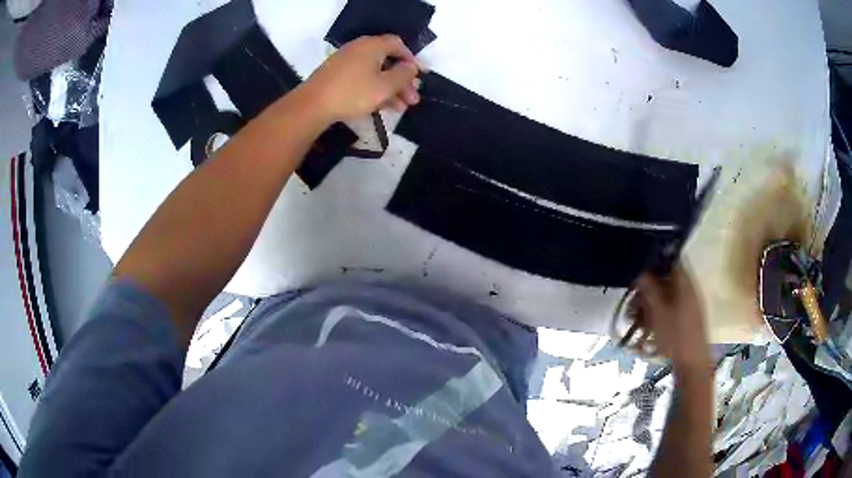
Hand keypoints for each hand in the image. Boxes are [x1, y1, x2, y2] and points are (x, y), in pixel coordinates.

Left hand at [303, 35, 421, 122]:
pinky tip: (381, 107)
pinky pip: (362, 78)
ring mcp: (346, 62)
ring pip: (375, 72)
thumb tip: (411, 67)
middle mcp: (359, 49)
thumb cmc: (353, 93)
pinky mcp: (336, 75)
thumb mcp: (385, 86)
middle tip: (412, 99)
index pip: (398, 44)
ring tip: (400, 109)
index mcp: (373, 46)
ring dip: (390, 89)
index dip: (411, 59)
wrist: (312, 105)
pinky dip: (374, 90)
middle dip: (402, 81)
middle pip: (387, 61)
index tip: (418, 76)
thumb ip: (403, 75)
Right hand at [634, 264, 710, 372]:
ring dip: (649, 303)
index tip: (639, 269)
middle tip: (632, 300)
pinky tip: (645, 326)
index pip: (671, 260)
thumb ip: (649, 290)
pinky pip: (669, 309)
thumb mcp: (658, 313)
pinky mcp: (686, 319)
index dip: (655, 261)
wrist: (692, 364)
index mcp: (685, 283)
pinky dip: (656, 313)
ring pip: (666, 296)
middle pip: (666, 280)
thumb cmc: (676, 337)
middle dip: (647, 288)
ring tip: (634, 317)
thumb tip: (640, 271)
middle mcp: (689, 290)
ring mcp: (689, 305)